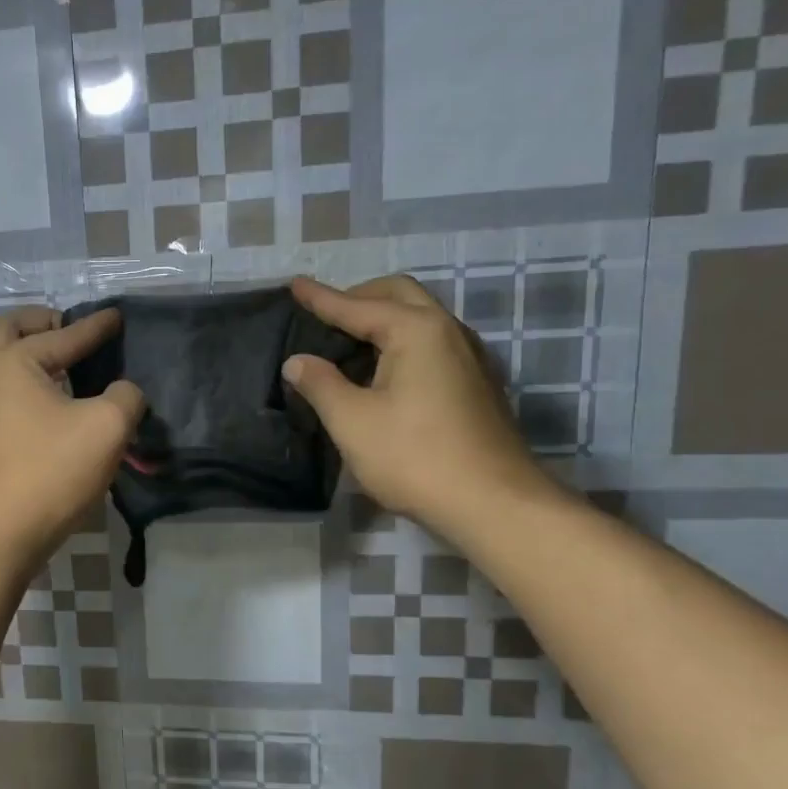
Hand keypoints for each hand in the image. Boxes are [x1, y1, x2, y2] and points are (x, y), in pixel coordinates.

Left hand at [0, 307, 144, 567]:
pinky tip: (48, 404)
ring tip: (64, 366)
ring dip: (30, 353)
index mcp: (13, 362)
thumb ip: (124, 397)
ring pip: (0, 361)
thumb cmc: (50, 473)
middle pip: (10, 330)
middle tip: (71, 330)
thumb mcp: (107, 428)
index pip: (64, 334)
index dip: (96, 326)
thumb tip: (122, 392)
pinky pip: (0, 390)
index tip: (117, 317)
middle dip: (43, 323)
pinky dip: (23, 381)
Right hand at [284, 275, 555, 534]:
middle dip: (359, 296)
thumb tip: (297, 361)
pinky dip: (402, 339)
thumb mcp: (352, 421)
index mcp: (416, 331)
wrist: (494, 504)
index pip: (356, 306)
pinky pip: (432, 342)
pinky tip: (385, 369)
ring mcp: (469, 357)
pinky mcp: (477, 383)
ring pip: (421, 317)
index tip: (294, 284)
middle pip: (399, 295)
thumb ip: (320, 384)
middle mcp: (448, 331)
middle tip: (325, 313)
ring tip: (350, 339)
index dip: (320, 298)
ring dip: (384, 317)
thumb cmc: (415, 457)